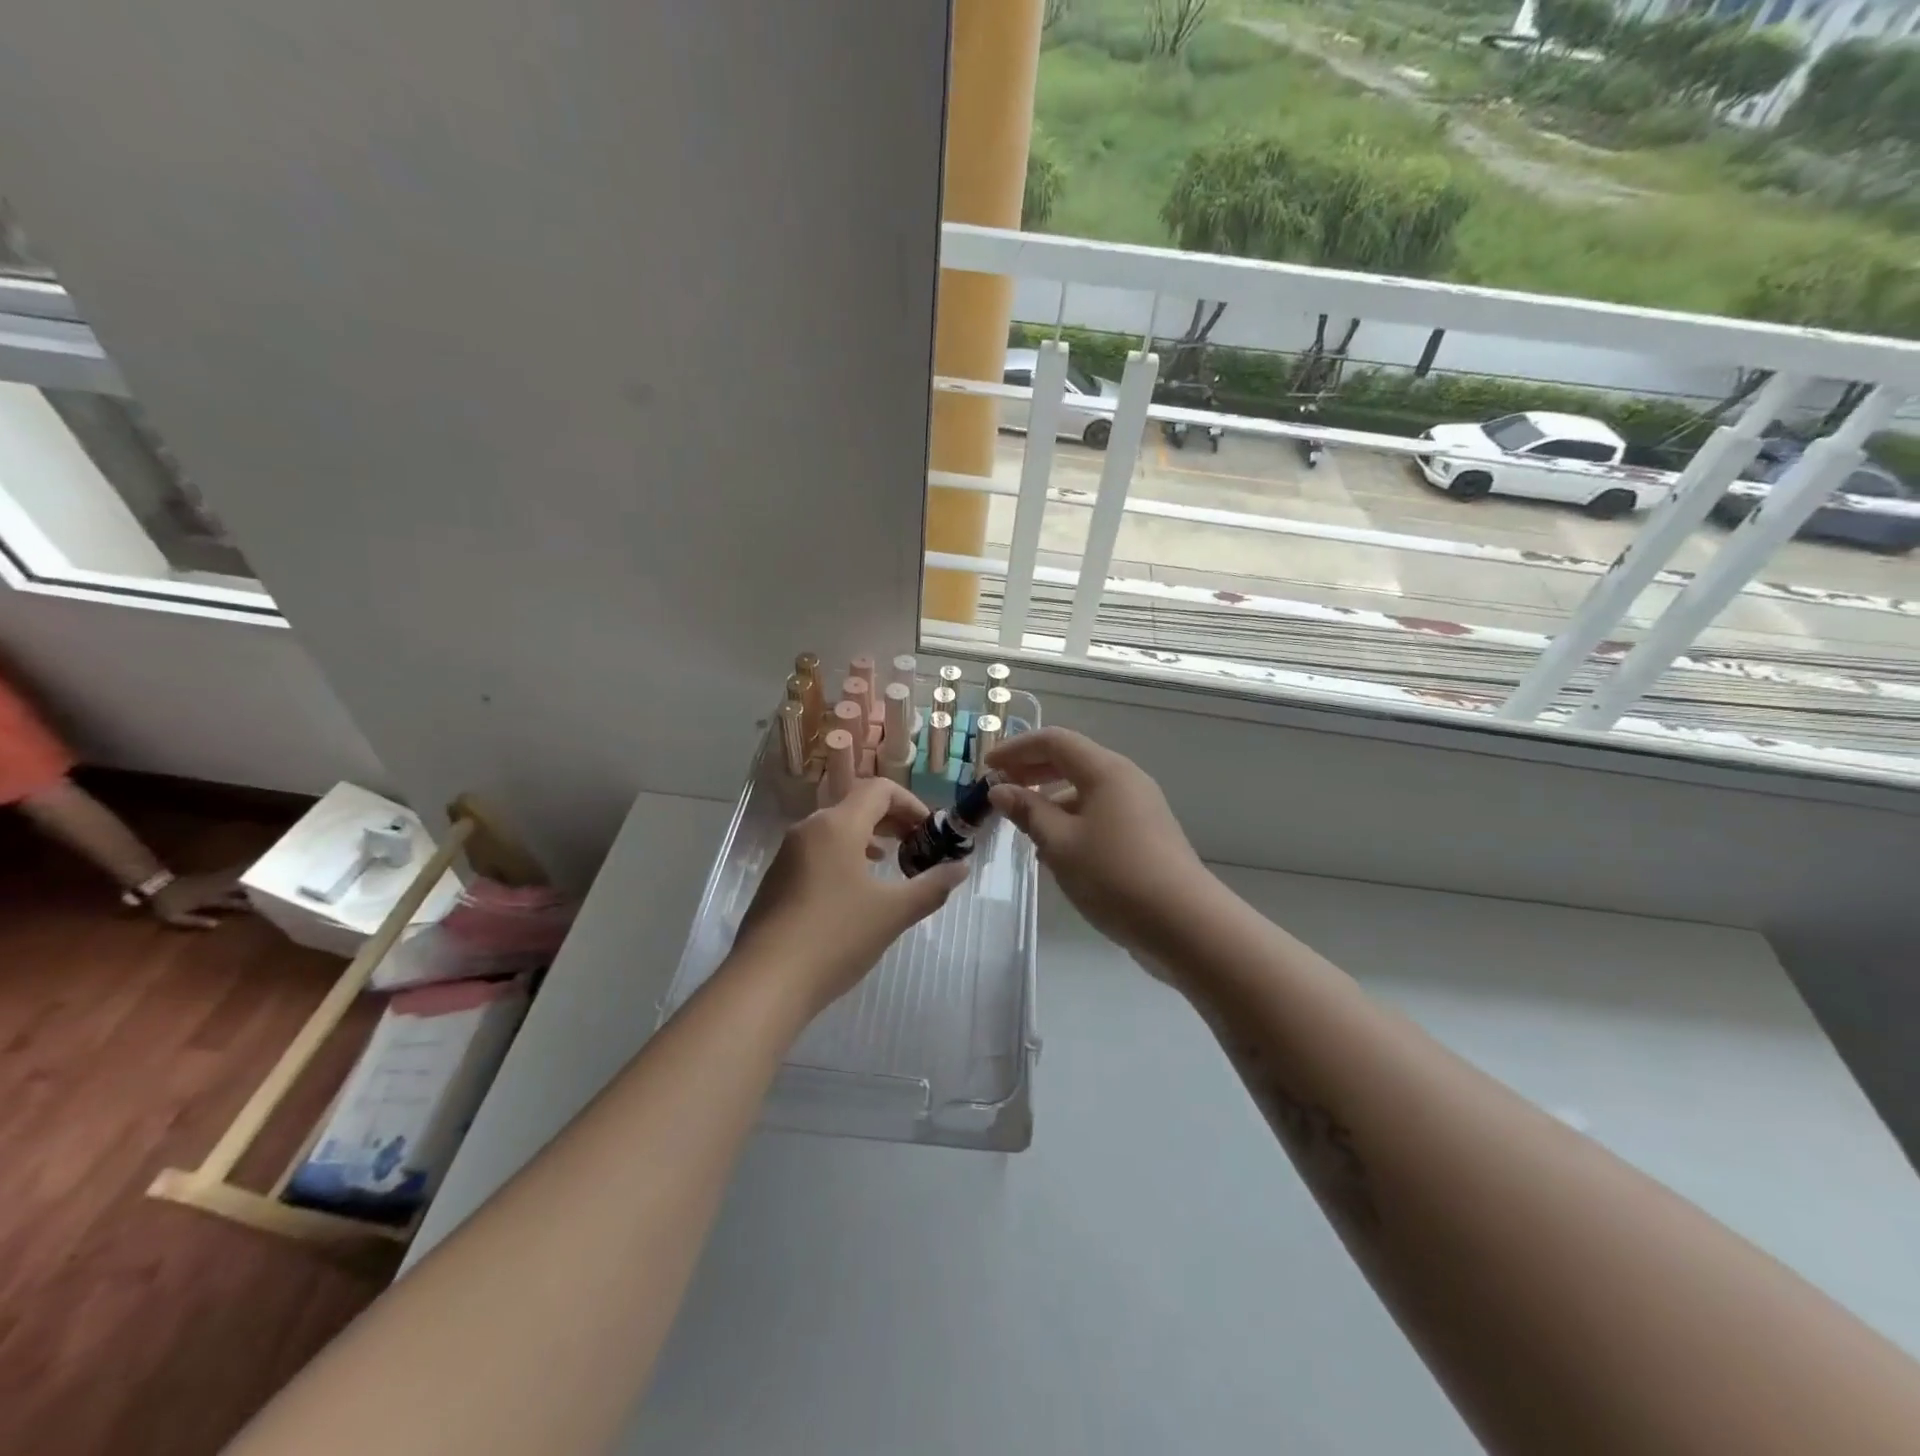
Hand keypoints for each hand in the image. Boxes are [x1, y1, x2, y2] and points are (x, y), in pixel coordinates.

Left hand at [150, 869, 252, 929]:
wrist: (158, 885)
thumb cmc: (167, 904)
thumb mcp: (176, 917)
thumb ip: (196, 921)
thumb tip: (217, 924)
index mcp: (211, 899)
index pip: (233, 902)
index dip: (246, 905)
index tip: (258, 907)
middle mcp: (217, 889)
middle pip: (240, 888)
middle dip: (253, 891)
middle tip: (265, 894)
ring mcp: (215, 880)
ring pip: (237, 880)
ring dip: (248, 882)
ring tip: (260, 883)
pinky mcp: (212, 876)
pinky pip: (230, 874)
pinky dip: (239, 874)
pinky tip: (245, 874)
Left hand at [731, 779, 968, 1015]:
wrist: (765, 982)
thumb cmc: (836, 937)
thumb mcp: (893, 912)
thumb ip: (932, 886)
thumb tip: (961, 868)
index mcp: (837, 825)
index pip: (880, 790)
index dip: (911, 803)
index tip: (931, 831)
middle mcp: (809, 829)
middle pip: (856, 805)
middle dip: (892, 820)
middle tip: (917, 846)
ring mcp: (788, 854)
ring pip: (835, 829)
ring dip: (867, 838)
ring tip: (890, 864)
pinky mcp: (777, 879)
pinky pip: (818, 851)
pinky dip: (844, 856)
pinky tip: (854, 890)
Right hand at [985, 728, 1211, 957]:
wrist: (1184, 924)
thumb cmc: (1114, 875)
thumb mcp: (1060, 843)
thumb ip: (1028, 811)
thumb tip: (1000, 789)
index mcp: (1105, 770)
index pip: (1054, 741)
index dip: (1016, 749)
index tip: (986, 767)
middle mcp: (1125, 779)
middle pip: (1071, 761)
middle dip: (1031, 771)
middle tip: (999, 790)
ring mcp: (1139, 807)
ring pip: (1084, 790)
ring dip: (1050, 800)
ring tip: (1021, 825)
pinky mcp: (1145, 835)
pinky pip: (1098, 813)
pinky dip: (1070, 820)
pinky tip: (1053, 851)